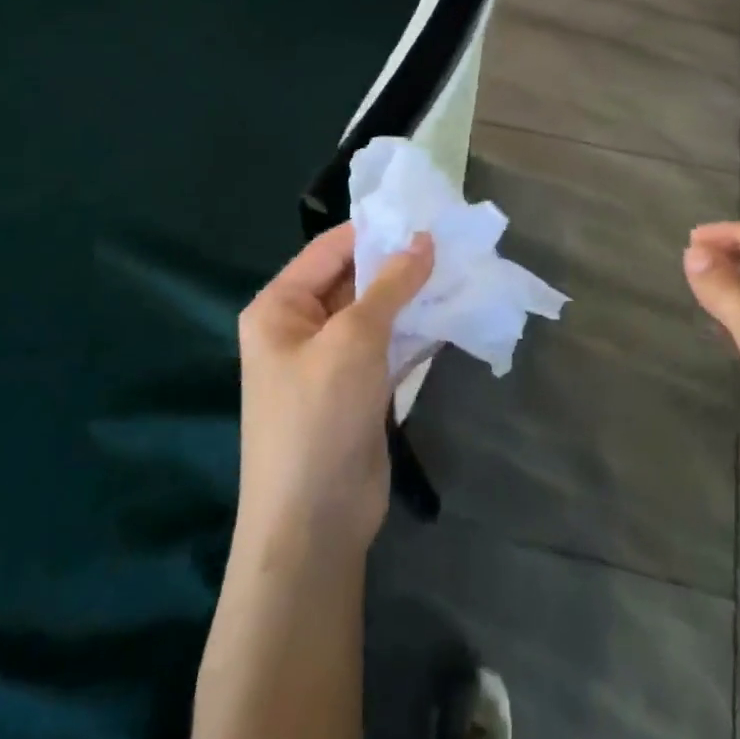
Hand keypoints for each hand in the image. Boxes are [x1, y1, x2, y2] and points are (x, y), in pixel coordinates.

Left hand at [236, 223, 434, 560]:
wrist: (314, 524)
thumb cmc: (319, 416)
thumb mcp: (354, 339)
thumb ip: (390, 285)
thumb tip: (424, 239)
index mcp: (280, 306)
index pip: (330, 249)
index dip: (376, 230)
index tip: (425, 214)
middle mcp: (300, 327)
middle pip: (354, 279)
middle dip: (399, 263)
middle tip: (452, 240)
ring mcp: (331, 360)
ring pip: (376, 313)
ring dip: (412, 296)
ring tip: (460, 269)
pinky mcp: (358, 388)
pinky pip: (388, 345)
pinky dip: (416, 329)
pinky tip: (452, 312)